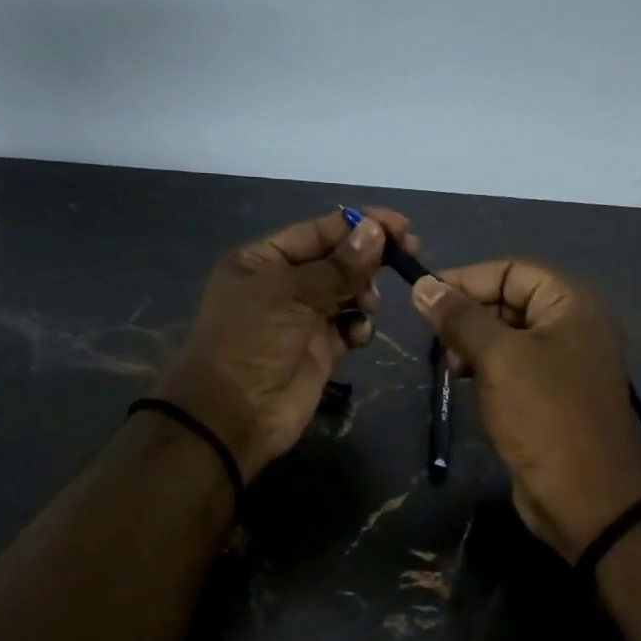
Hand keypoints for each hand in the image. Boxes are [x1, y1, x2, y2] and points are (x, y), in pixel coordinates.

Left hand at [155, 208, 416, 478]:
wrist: (235, 414)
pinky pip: (348, 328)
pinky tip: (358, 335)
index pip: (317, 231)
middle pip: (336, 260)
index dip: (359, 226)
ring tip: (368, 304)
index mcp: (262, 260)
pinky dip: (359, 327)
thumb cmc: (252, 341)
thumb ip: (338, 266)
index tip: (401, 227)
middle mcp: (282, 285)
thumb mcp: (290, 293)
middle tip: (406, 256)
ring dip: (364, 292)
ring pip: (346, 293)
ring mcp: (302, 319)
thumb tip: (377, 231)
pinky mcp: (319, 351)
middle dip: (368, 259)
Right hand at [412, 261, 640, 561]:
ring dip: (473, 346)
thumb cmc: (545, 416)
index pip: (512, 271)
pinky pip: (512, 369)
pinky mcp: (550, 397)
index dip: (468, 280)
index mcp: (572, 305)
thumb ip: (461, 318)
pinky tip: (465, 386)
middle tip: (438, 344)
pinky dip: (486, 371)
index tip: (425, 299)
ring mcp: (563, 364)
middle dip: (469, 316)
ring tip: (451, 368)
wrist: (587, 498)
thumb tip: (423, 286)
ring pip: (507, 337)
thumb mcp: (499, 358)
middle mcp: (572, 327)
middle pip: (510, 301)